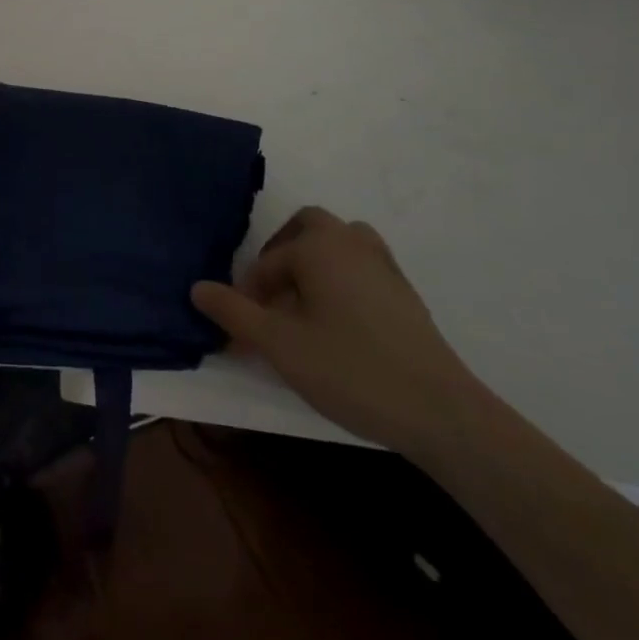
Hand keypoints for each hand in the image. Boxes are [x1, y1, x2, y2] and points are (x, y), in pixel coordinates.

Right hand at [191, 206, 483, 456]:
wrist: (441, 412)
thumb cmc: (351, 369)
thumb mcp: (280, 345)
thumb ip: (234, 313)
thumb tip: (196, 287)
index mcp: (319, 245)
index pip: (268, 261)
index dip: (249, 293)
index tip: (242, 331)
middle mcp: (351, 242)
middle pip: (308, 227)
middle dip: (283, 254)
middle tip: (271, 295)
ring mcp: (384, 265)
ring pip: (340, 244)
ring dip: (316, 262)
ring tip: (303, 303)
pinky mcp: (406, 294)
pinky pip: (362, 267)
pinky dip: (343, 279)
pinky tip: (341, 322)